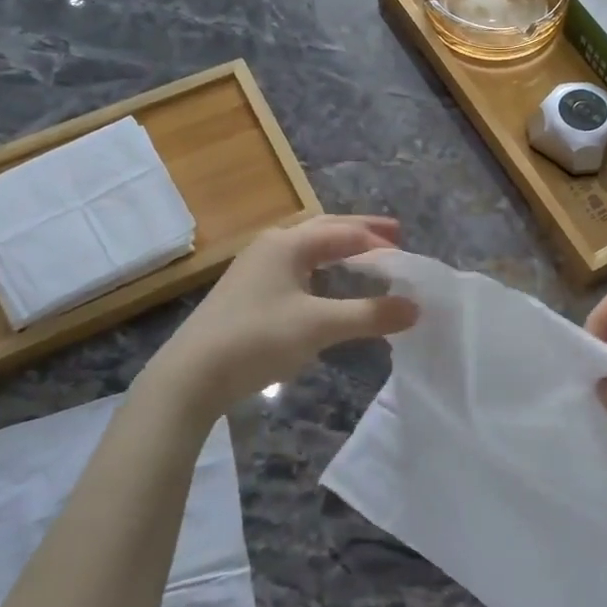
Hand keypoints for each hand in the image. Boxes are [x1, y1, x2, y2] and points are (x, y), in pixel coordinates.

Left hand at [144, 215, 418, 425]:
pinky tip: (329, 289)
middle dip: (360, 232)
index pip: (344, 233)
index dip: (379, 243)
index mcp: (287, 244)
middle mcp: (271, 247)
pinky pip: (296, 270)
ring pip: (308, 250)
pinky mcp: (249, 294)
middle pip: (325, 230)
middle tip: (395, 236)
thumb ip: (370, 315)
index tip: (409, 255)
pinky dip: (322, 271)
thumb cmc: (256, 340)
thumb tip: (416, 308)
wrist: (190, 376)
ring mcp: (256, 270)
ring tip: (367, 258)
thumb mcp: (318, 326)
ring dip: (340, 250)